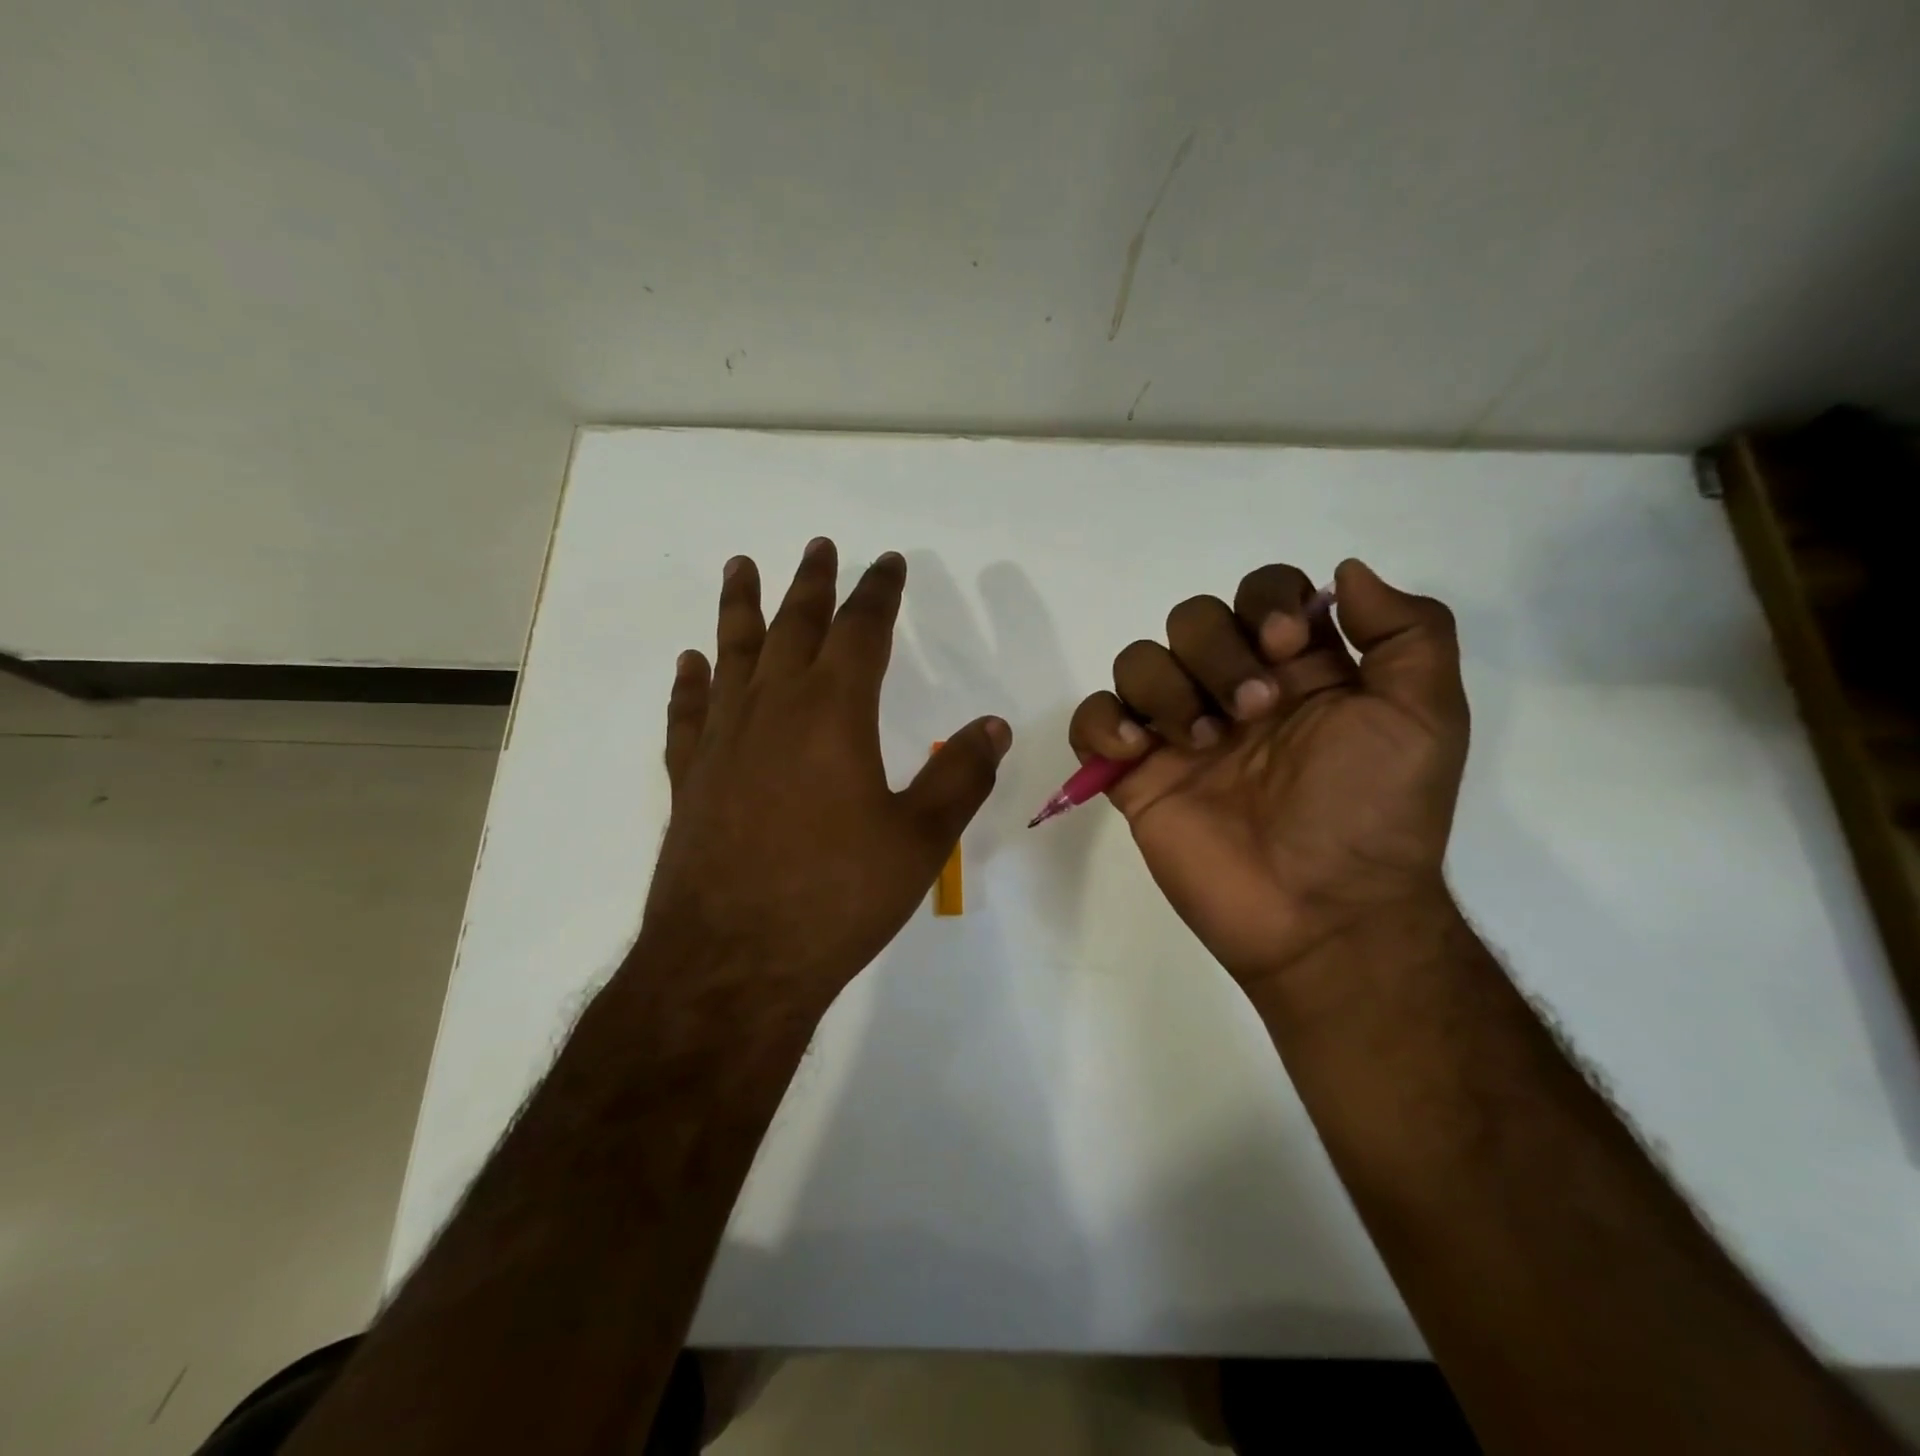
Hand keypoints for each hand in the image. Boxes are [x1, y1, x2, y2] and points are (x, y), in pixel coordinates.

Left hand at [638, 538, 1011, 1003]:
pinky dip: (691, 682)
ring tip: (741, 566)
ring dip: (740, 608)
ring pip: (732, 654)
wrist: (734, 962)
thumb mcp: (919, 839)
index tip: (888, 562)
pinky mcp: (690, 778)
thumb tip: (994, 726)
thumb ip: (960, 776)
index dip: (879, 592)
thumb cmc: (836, 897)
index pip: (862, 630)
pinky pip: (689, 713)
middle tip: (819, 548)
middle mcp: (774, 709)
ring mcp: (724, 741)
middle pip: (794, 627)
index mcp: (834, 713)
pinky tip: (691, 663)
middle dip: (812, 584)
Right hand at [1068, 558, 1467, 991]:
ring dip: (1166, 688)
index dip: (1265, 603)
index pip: (1263, 592)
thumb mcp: (1425, 716)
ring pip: (1138, 660)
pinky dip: (1103, 722)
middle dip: (1217, 653)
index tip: (1287, 648)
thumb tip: (1344, 572)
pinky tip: (1137, 751)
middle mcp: (1235, 691)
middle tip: (1253, 713)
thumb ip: (1408, 630)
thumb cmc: (1373, 814)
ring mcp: (1180, 733)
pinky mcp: (1135, 775)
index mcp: (1300, 671)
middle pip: (1192, 618)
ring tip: (1200, 745)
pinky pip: (1092, 720)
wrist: (1322, 914)